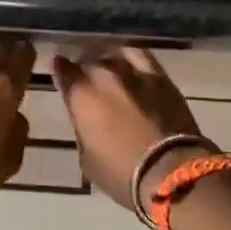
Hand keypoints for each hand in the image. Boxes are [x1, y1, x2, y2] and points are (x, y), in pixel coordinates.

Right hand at [51, 48, 209, 208]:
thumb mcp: (87, 159)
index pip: (62, 70)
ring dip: (107, 62)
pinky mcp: (160, 76)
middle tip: (86, 81)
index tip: (60, 70)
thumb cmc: (122, 173)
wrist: (171, 171)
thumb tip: (86, 119)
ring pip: (113, 56)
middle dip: (84, 70)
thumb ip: (83, 129)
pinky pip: (140, 55)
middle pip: (88, 62)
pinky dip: (130, 57)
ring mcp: (133, 73)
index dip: (60, 70)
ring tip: (108, 70)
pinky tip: (130, 64)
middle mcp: (104, 76)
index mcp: (81, 96)